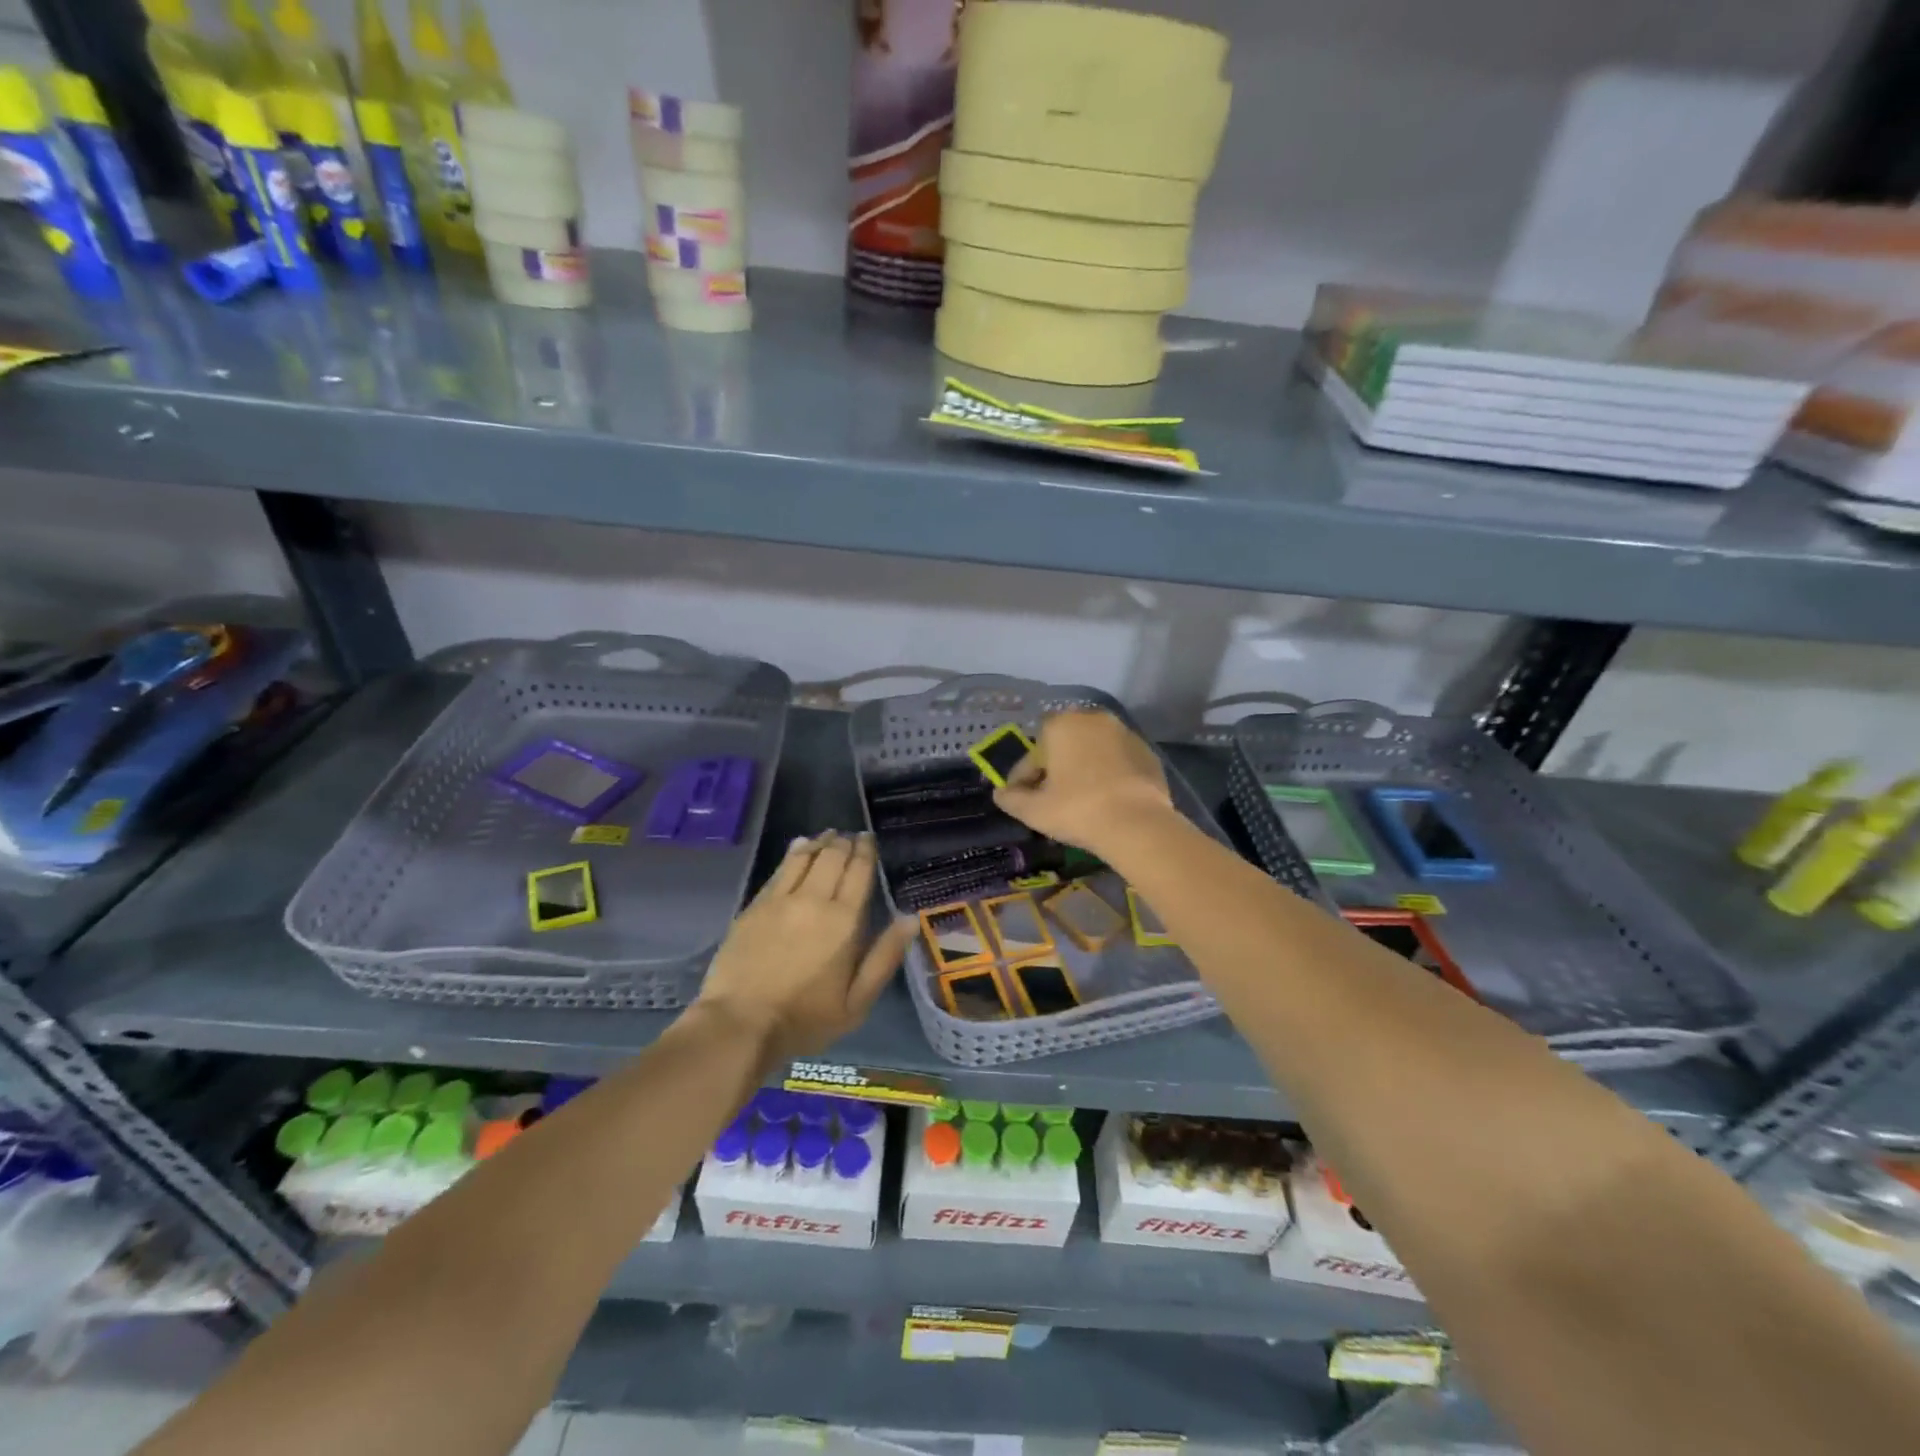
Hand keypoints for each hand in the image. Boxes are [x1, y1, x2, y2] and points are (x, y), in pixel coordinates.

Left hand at [694, 831, 912, 1063]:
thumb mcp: (857, 1002)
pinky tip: (799, 846)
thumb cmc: (805, 1019)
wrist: (740, 1024)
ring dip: (820, 842)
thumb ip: (884, 958)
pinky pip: (780, 869)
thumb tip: (909, 920)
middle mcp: (814, 900)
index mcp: (844, 921)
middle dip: (845, 843)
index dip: (865, 852)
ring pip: (805, 857)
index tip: (869, 839)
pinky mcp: (756, 905)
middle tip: (851, 836)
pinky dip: (794, 852)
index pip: (858, 872)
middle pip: (832, 857)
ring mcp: (781, 900)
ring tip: (829, 835)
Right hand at [992, 709, 1178, 854]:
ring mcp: (1124, 732)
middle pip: (1064, 745)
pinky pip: (1118, 760)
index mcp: (1060, 725)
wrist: (1138, 824)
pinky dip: (1109, 773)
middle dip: (1055, 767)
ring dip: (1083, 768)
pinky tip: (1108, 798)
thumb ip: (1011, 799)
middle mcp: (1092, 719)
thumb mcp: (1034, 811)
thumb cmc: (1077, 810)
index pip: (1032, 754)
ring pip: (1092, 750)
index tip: (1022, 799)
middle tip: (1052, 797)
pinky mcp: (1147, 751)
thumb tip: (1001, 794)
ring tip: (1081, 798)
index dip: (1024, 778)